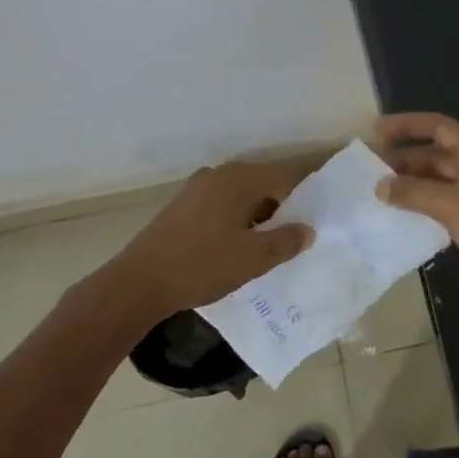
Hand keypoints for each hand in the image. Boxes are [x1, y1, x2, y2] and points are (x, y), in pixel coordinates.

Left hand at [91, 158, 315, 324]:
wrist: (138, 283)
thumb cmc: (201, 265)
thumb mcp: (252, 258)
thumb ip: (286, 241)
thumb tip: (308, 230)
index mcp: (238, 179)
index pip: (285, 176)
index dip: (306, 194)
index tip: (320, 215)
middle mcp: (218, 175)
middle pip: (263, 183)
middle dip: (283, 207)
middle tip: (299, 234)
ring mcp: (197, 189)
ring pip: (242, 196)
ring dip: (259, 215)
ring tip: (272, 244)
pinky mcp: (183, 207)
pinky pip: (222, 205)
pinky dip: (238, 219)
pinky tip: (240, 246)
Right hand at [373, 112, 458, 312]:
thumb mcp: (451, 204)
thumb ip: (414, 192)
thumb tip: (380, 186)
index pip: (436, 126)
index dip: (406, 125)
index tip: (374, 133)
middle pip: (435, 154)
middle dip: (402, 158)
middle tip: (368, 171)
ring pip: (437, 182)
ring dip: (410, 185)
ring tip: (378, 194)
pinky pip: (443, 206)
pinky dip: (422, 207)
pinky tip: (402, 219)